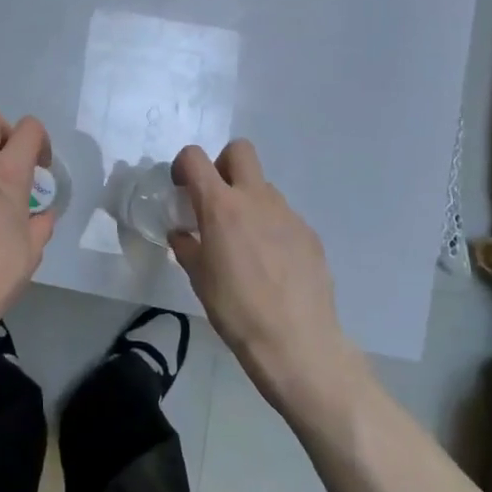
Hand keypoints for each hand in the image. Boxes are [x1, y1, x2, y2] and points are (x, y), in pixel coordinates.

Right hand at [170, 140, 354, 400]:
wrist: (296, 341)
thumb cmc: (235, 310)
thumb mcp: (198, 279)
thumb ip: (187, 247)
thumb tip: (182, 234)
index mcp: (221, 206)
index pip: (195, 158)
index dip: (183, 165)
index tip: (182, 188)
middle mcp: (256, 199)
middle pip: (240, 151)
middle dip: (223, 165)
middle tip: (215, 201)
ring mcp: (288, 214)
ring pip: (264, 187)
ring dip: (248, 202)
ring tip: (244, 244)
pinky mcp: (309, 234)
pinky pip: (283, 217)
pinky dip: (271, 228)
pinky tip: (271, 265)